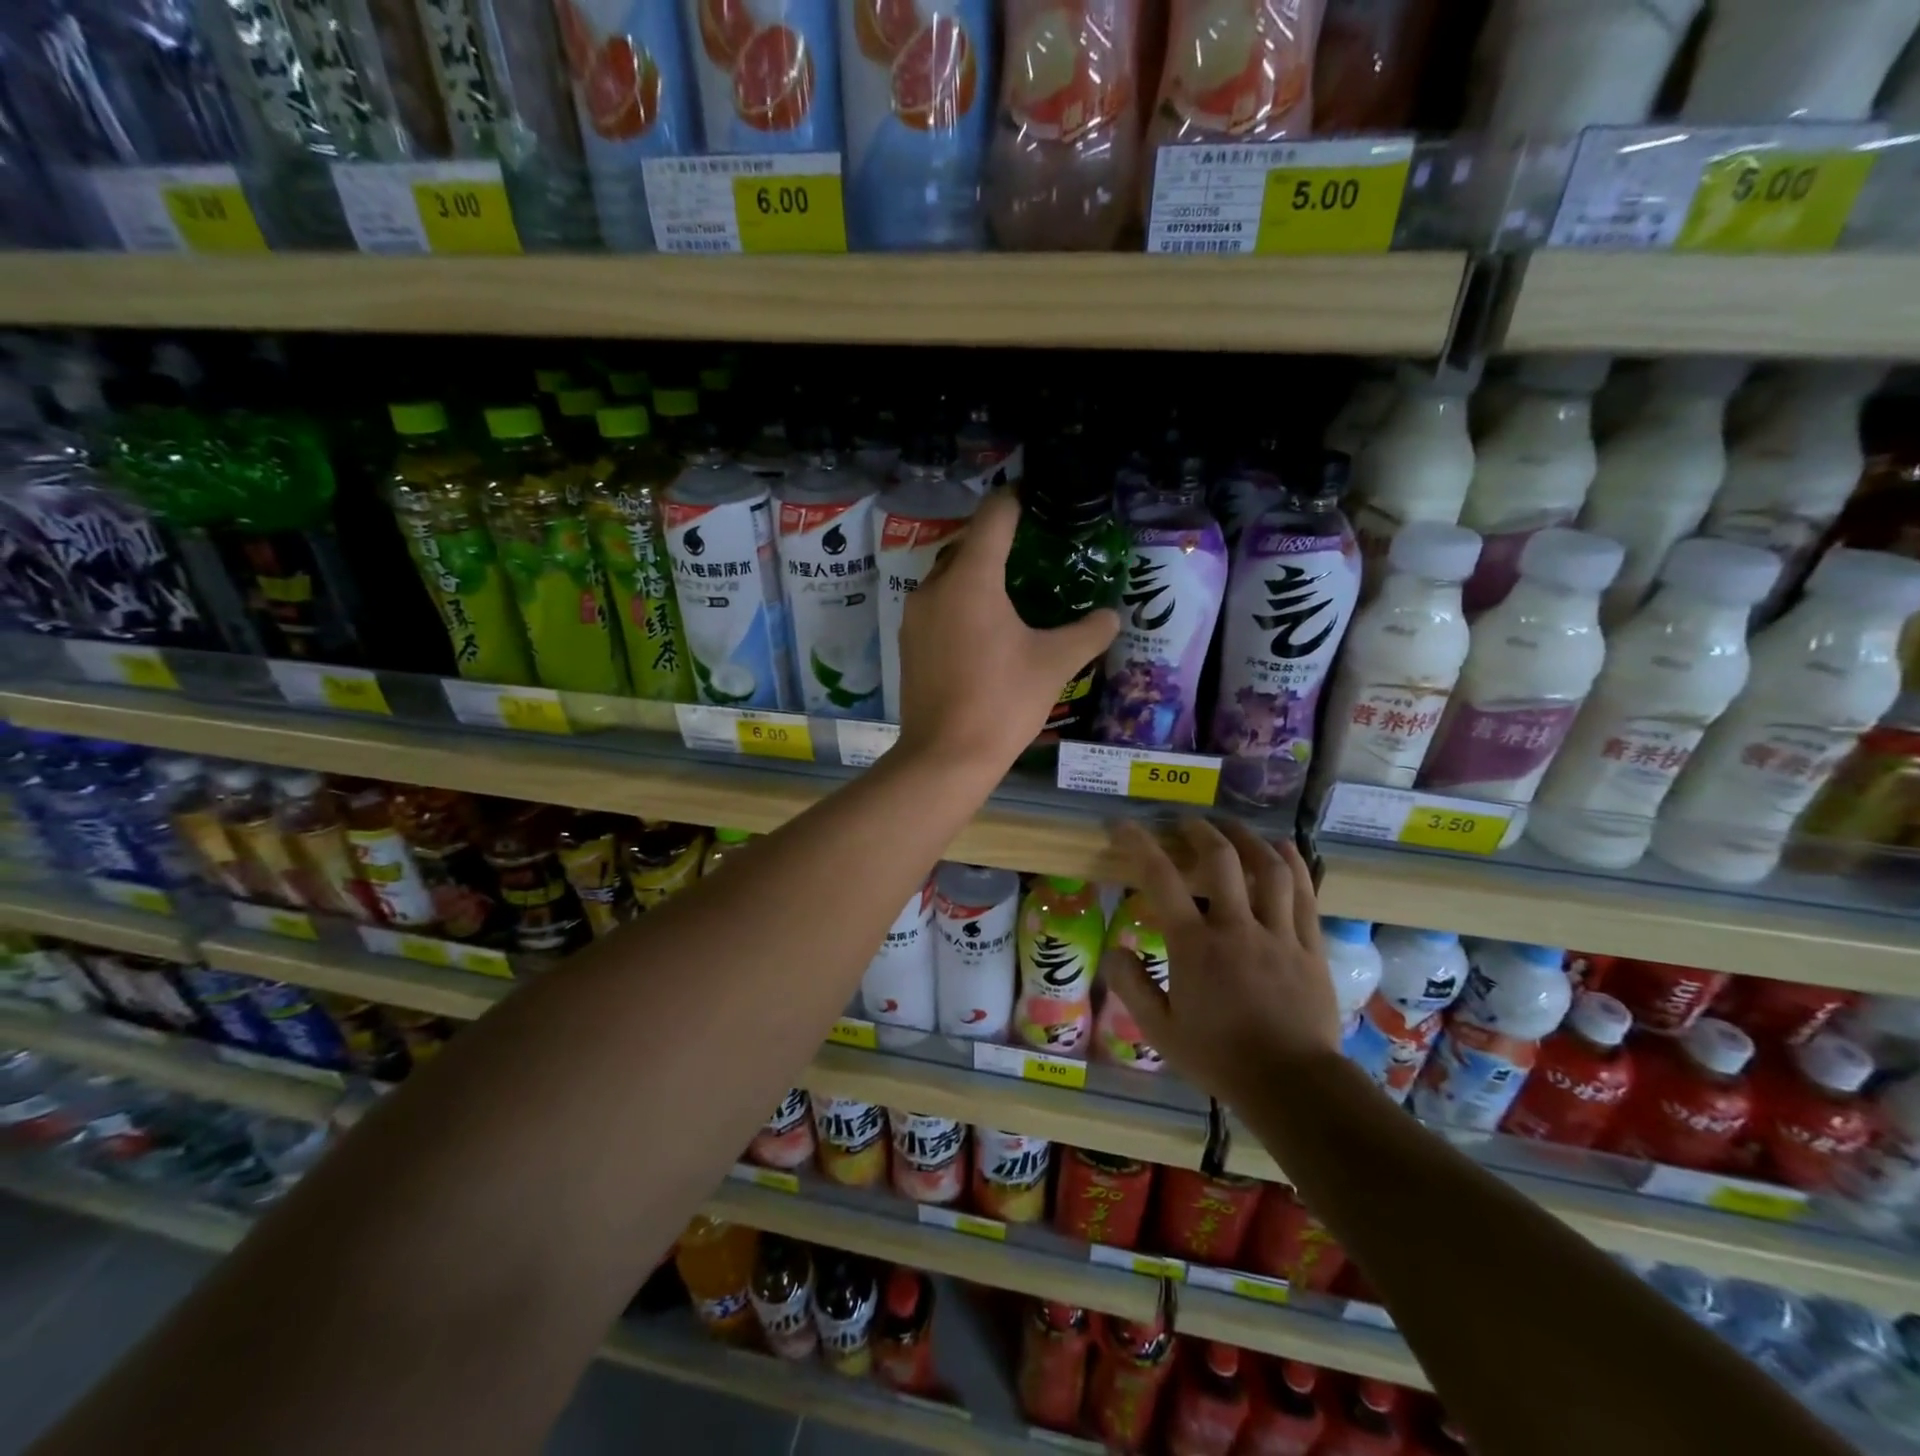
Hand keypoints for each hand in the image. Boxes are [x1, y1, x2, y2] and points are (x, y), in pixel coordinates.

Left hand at [894, 490, 1117, 774]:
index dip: (1018, 500)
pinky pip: (938, 606)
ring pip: (949, 577)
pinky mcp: (909, 643)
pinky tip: (985, 628)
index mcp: (971, 579)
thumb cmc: (1002, 702)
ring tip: (1013, 591)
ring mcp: (915, 616)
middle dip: (999, 542)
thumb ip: (1088, 632)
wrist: (946, 756)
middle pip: (968, 544)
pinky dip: (961, 603)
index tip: (1039, 498)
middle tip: (1035, 552)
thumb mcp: (1054, 663)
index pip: (994, 516)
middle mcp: (935, 587)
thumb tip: (1111, 616)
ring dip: (978, 575)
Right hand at [1102, 818, 1340, 1102]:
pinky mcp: (1309, 946)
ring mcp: (1278, 934)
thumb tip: (1113, 951)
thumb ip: (1132, 987)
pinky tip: (1283, 849)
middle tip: (1187, 823)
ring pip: (1268, 869)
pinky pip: (1305, 895)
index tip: (1124, 825)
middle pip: (1221, 860)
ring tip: (1233, 827)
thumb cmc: (1220, 1058)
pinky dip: (1293, 864)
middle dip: (1200, 831)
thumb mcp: (1160, 1031)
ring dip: (1248, 839)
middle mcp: (1236, 927)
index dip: (1139, 845)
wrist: (1292, 1085)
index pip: (1161, 879)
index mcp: (1194, 945)